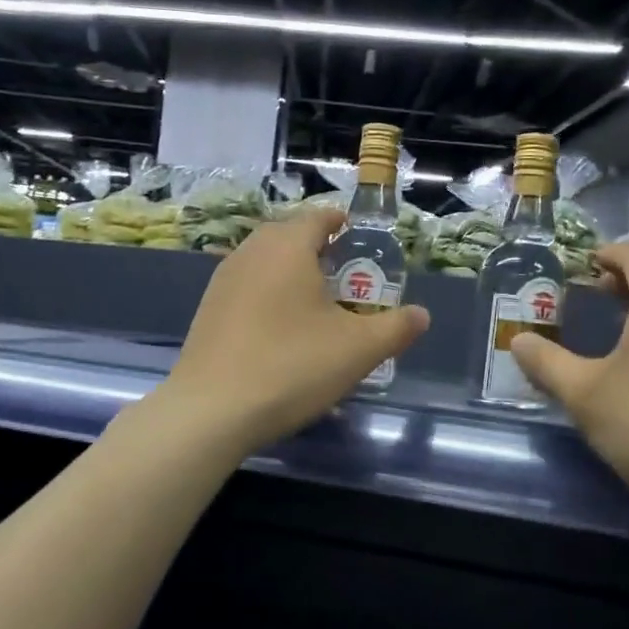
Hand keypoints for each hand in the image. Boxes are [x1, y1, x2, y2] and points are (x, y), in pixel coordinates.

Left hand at [163, 209, 429, 454]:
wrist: (211, 411)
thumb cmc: (291, 366)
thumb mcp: (358, 349)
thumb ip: (396, 327)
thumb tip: (421, 315)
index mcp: (287, 247)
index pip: (318, 217)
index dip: (342, 223)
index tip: (359, 238)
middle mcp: (250, 252)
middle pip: (288, 235)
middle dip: (318, 249)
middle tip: (345, 276)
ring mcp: (222, 281)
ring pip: (264, 262)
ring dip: (291, 273)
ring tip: (315, 304)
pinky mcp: (207, 311)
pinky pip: (247, 289)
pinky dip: (268, 296)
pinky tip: (280, 331)